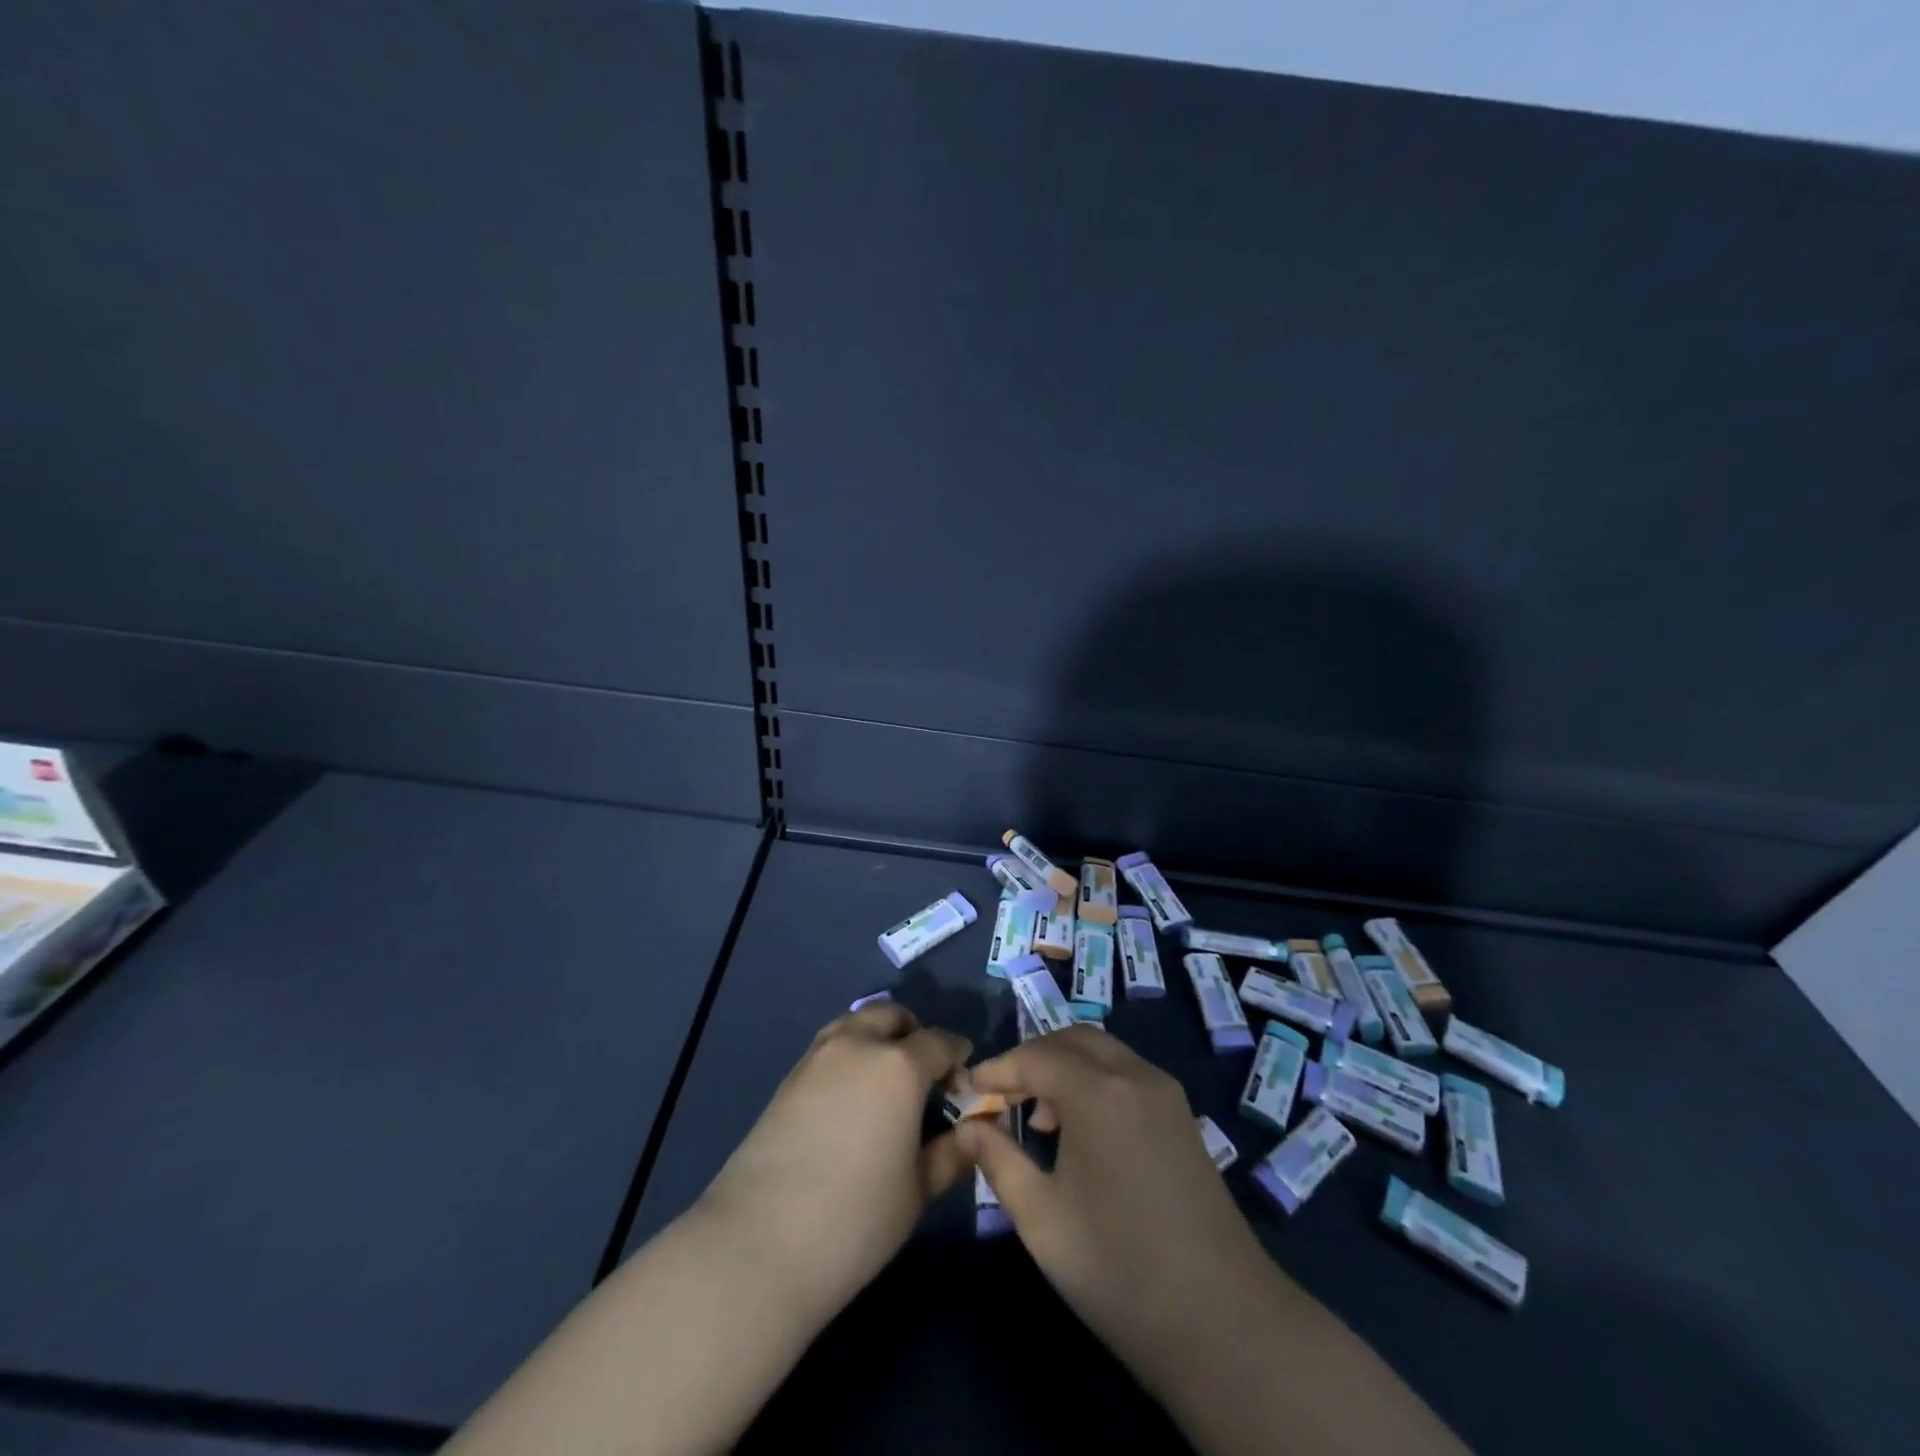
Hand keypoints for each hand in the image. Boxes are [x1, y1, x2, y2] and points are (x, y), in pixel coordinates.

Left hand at [698, 1001, 972, 1322]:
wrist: (758, 1244)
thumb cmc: (855, 1219)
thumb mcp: (917, 1191)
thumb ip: (950, 1152)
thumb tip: (970, 1131)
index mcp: (899, 1065)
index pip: (940, 1041)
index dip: (958, 1058)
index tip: (964, 1085)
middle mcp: (858, 1045)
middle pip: (893, 1016)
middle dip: (914, 1035)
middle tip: (923, 1078)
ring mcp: (817, 1057)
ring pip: (856, 1024)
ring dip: (878, 1039)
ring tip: (885, 1086)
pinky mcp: (788, 1077)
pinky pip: (830, 1047)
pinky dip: (850, 1056)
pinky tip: (851, 1102)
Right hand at [954, 1027, 1276, 1394]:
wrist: (1223, 1323)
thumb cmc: (1118, 1268)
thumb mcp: (1040, 1217)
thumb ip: (998, 1159)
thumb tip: (968, 1125)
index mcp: (1099, 1091)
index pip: (1035, 1056)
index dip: (998, 1069)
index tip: (968, 1090)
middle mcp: (1135, 1076)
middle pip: (1072, 1040)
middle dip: (1032, 1058)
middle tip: (1003, 1096)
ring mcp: (1165, 1094)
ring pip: (1103, 1053)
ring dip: (1065, 1067)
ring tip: (1041, 1119)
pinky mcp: (1182, 1117)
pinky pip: (1127, 1075)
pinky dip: (1095, 1081)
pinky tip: (1083, 1131)